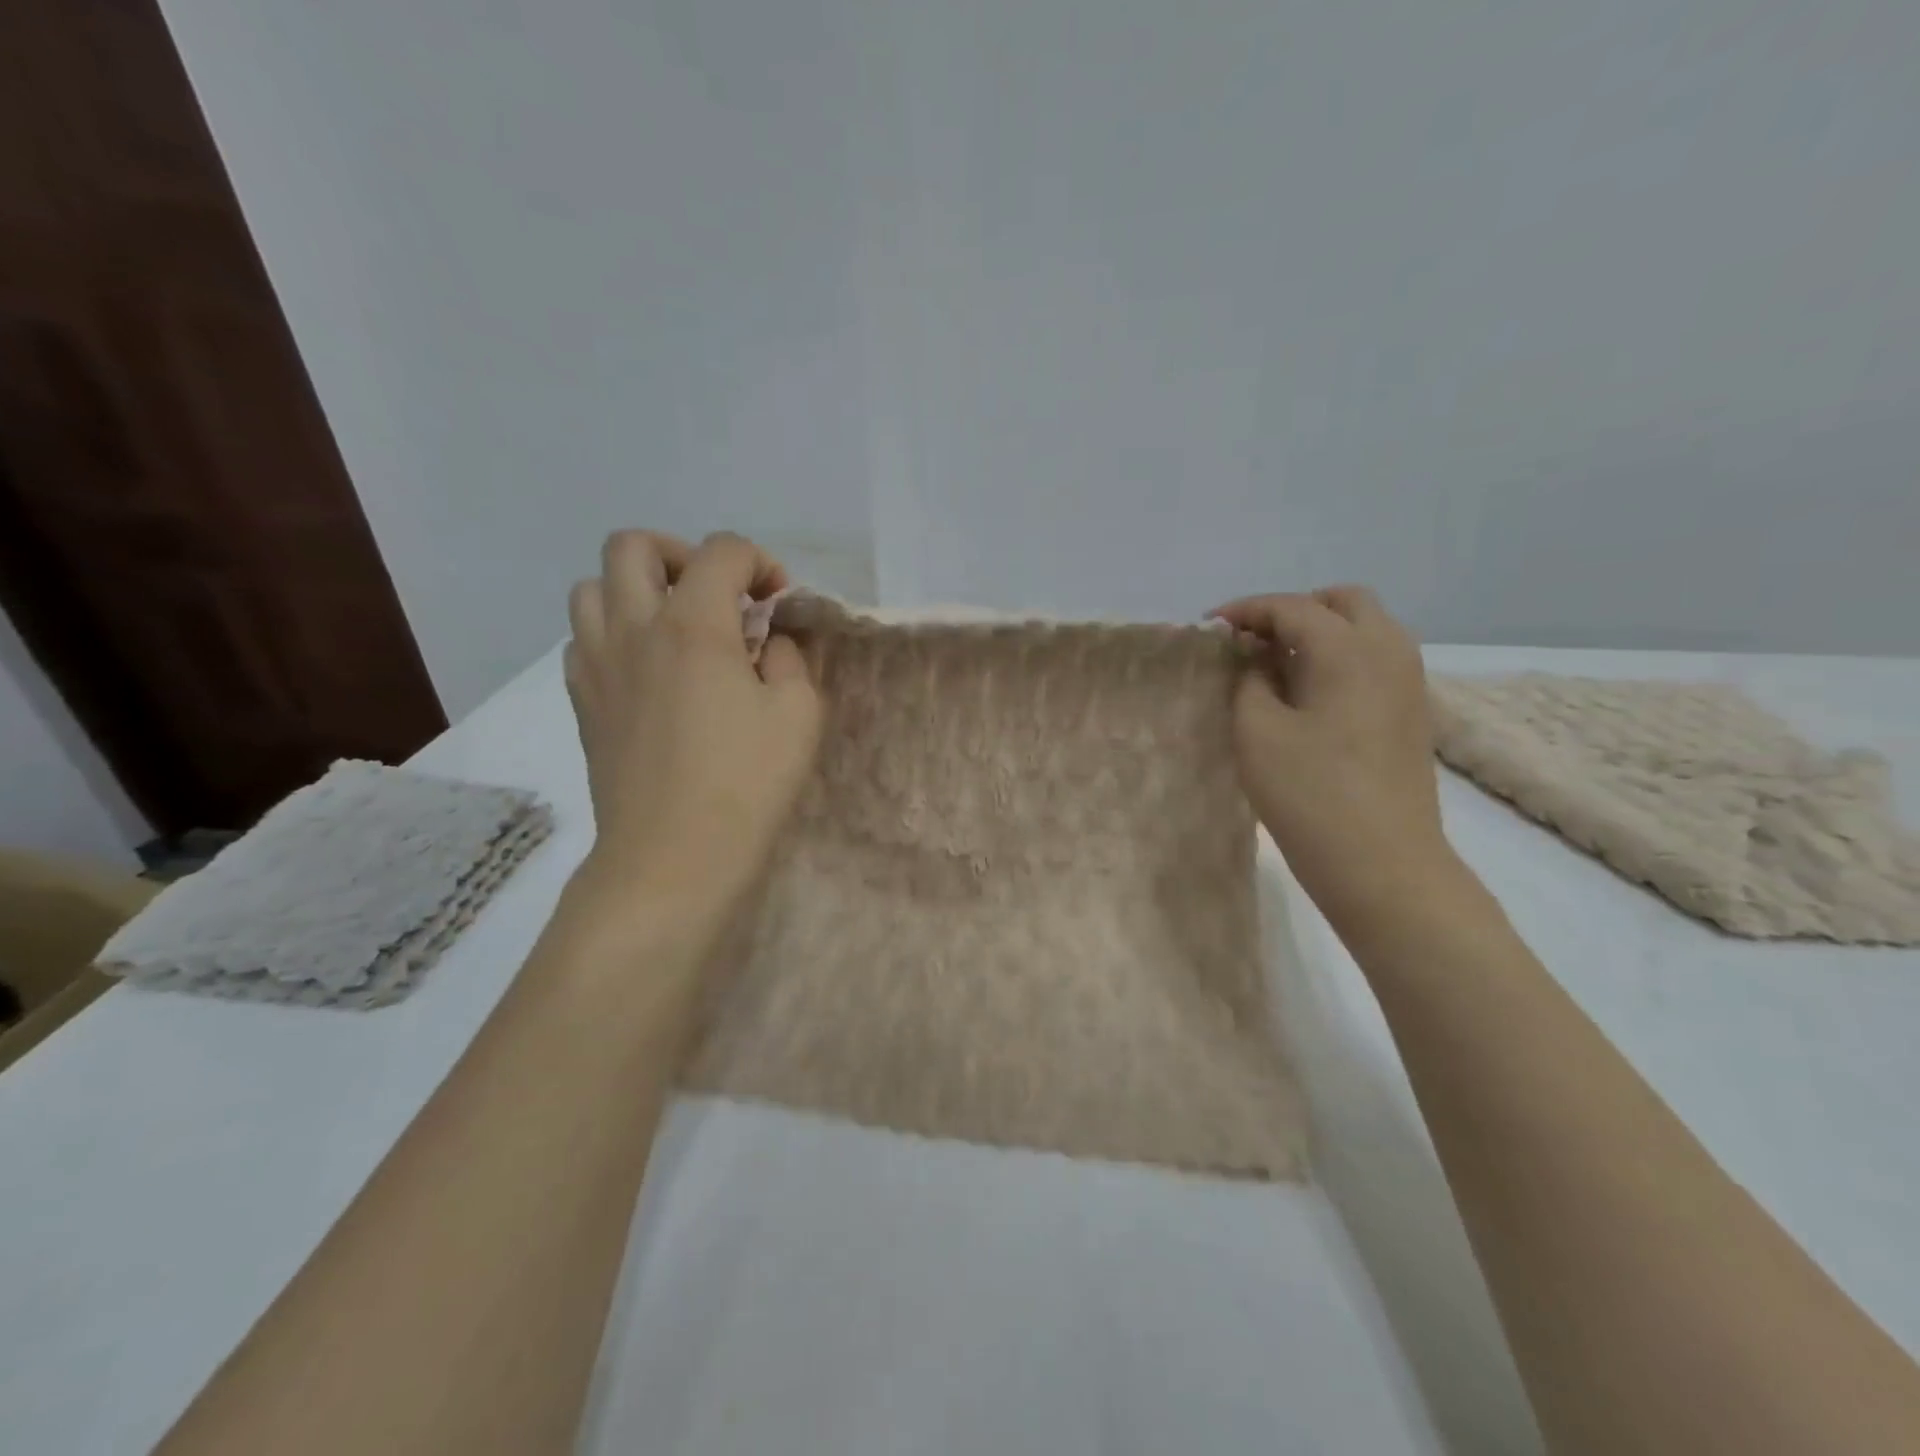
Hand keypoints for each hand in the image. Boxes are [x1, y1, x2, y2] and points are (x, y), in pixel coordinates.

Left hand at [563, 530, 822, 933]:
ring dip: (637, 591)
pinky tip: (648, 672)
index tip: (779, 601)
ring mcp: (597, 665)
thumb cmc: (746, 784)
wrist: (672, 858)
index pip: (722, 552)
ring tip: (676, 628)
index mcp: (693, 625)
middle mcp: (634, 628)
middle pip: (634, 547)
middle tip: (714, 595)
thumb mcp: (799, 714)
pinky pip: (583, 640)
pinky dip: (615, 635)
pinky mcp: (582, 701)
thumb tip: (770, 641)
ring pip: (592, 588)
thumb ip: (790, 658)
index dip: (759, 562)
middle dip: (682, 554)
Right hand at [1210, 586, 1451, 926]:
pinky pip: (1375, 660)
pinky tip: (1308, 694)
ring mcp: (1408, 683)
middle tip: (1252, 641)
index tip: (1208, 627)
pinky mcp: (1411, 713)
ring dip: (1319, 633)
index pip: (1291, 607)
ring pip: (1365, 629)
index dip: (1245, 610)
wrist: (1383, 865)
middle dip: (1293, 611)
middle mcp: (1388, 652)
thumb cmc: (1309, 794)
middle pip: (1342, 602)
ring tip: (1275, 666)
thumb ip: (1249, 680)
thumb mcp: (1256, 731)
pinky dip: (1340, 658)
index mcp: (1348, 649)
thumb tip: (1257, 658)